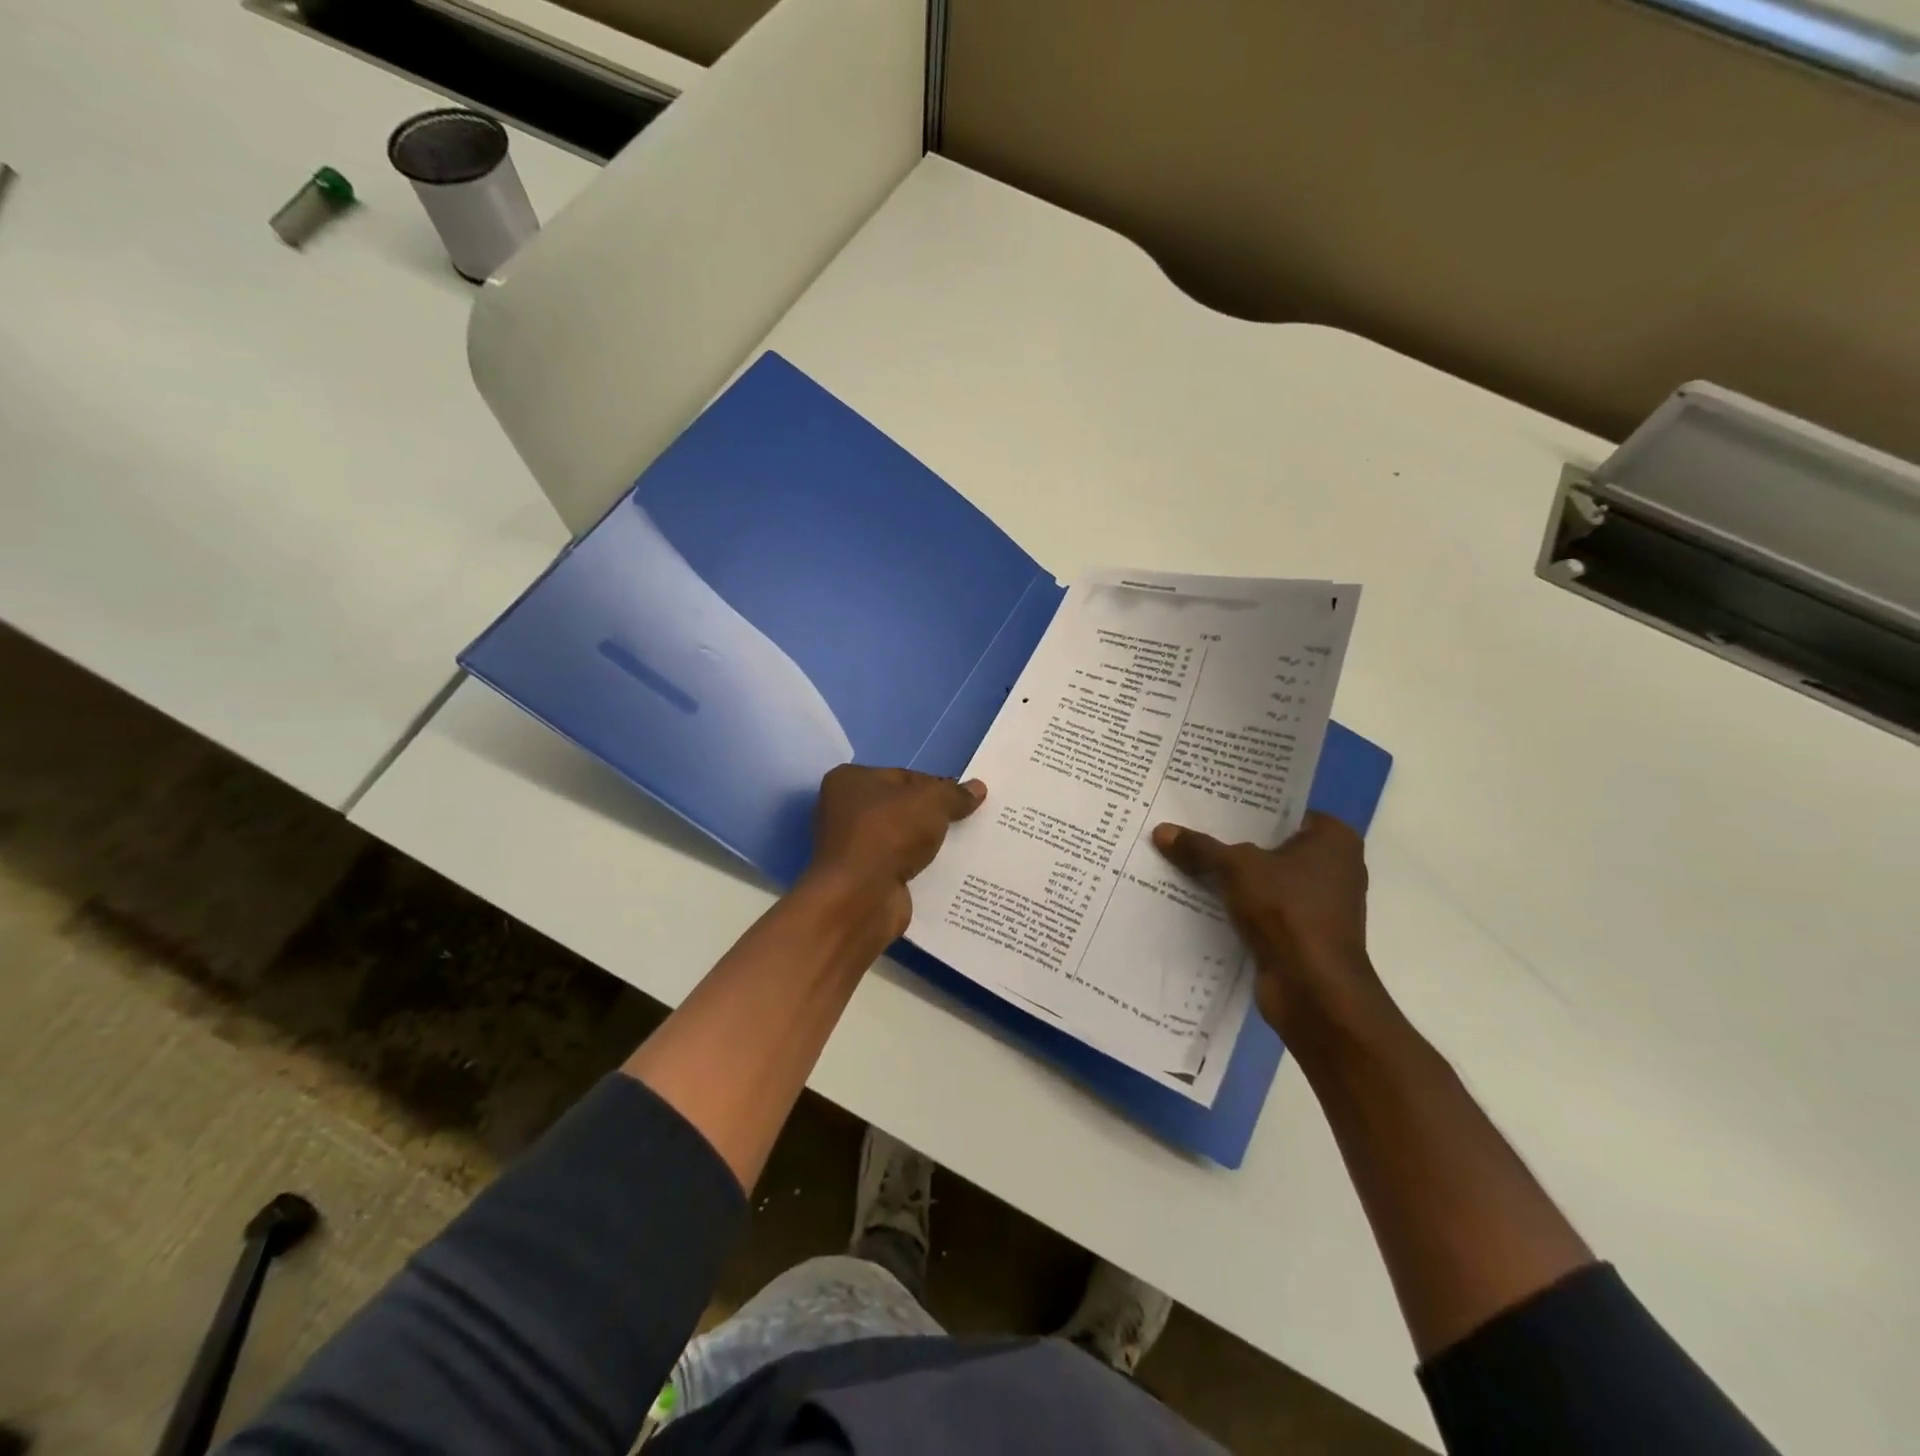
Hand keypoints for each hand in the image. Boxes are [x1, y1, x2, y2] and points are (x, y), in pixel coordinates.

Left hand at [807, 766, 985, 936]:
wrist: (862, 898)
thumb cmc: (889, 833)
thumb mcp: (932, 802)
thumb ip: (955, 794)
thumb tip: (978, 789)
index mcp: (851, 781)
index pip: (904, 777)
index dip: (937, 786)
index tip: (965, 799)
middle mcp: (845, 811)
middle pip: (903, 808)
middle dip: (934, 816)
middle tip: (970, 821)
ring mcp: (854, 848)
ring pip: (904, 839)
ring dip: (929, 844)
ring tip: (968, 846)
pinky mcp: (866, 879)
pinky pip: (902, 866)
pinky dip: (922, 868)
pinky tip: (950, 871)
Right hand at [1152, 813, 1384, 1043]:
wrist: (1313, 990)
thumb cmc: (1287, 911)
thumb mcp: (1235, 868)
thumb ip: (1199, 848)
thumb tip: (1160, 830)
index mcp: (1333, 839)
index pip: (1283, 810)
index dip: (1244, 807)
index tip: (1207, 801)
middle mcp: (1334, 867)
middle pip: (1270, 844)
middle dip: (1231, 841)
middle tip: (1186, 825)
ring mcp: (1320, 904)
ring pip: (1264, 878)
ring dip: (1231, 876)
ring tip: (1184, 857)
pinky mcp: (1303, 934)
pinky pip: (1262, 907)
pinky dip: (1237, 904)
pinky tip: (1198, 896)